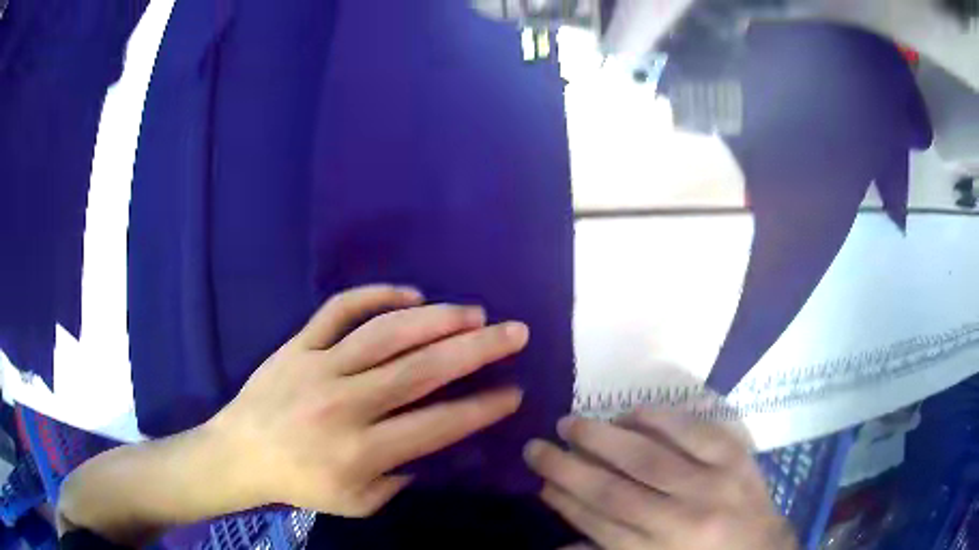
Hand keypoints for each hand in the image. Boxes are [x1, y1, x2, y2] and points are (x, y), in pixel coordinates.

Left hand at [206, 284, 527, 516]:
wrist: (239, 453)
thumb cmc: (300, 483)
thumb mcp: (356, 503)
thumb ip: (399, 478)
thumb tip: (434, 444)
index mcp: (360, 452)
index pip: (436, 425)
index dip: (481, 409)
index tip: (514, 392)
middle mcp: (344, 405)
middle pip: (420, 370)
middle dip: (477, 350)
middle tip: (515, 332)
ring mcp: (319, 367)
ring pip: (386, 333)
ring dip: (436, 319)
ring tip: (474, 313)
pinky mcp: (298, 344)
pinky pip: (339, 309)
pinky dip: (376, 295)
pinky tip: (411, 294)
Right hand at [524, 408, 797, 549]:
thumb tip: (557, 544)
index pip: (598, 523)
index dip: (564, 499)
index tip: (539, 481)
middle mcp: (681, 520)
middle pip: (614, 490)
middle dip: (568, 466)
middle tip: (537, 445)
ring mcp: (713, 484)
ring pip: (648, 456)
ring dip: (604, 437)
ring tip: (571, 422)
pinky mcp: (736, 457)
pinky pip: (693, 430)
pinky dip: (659, 418)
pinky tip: (631, 412)